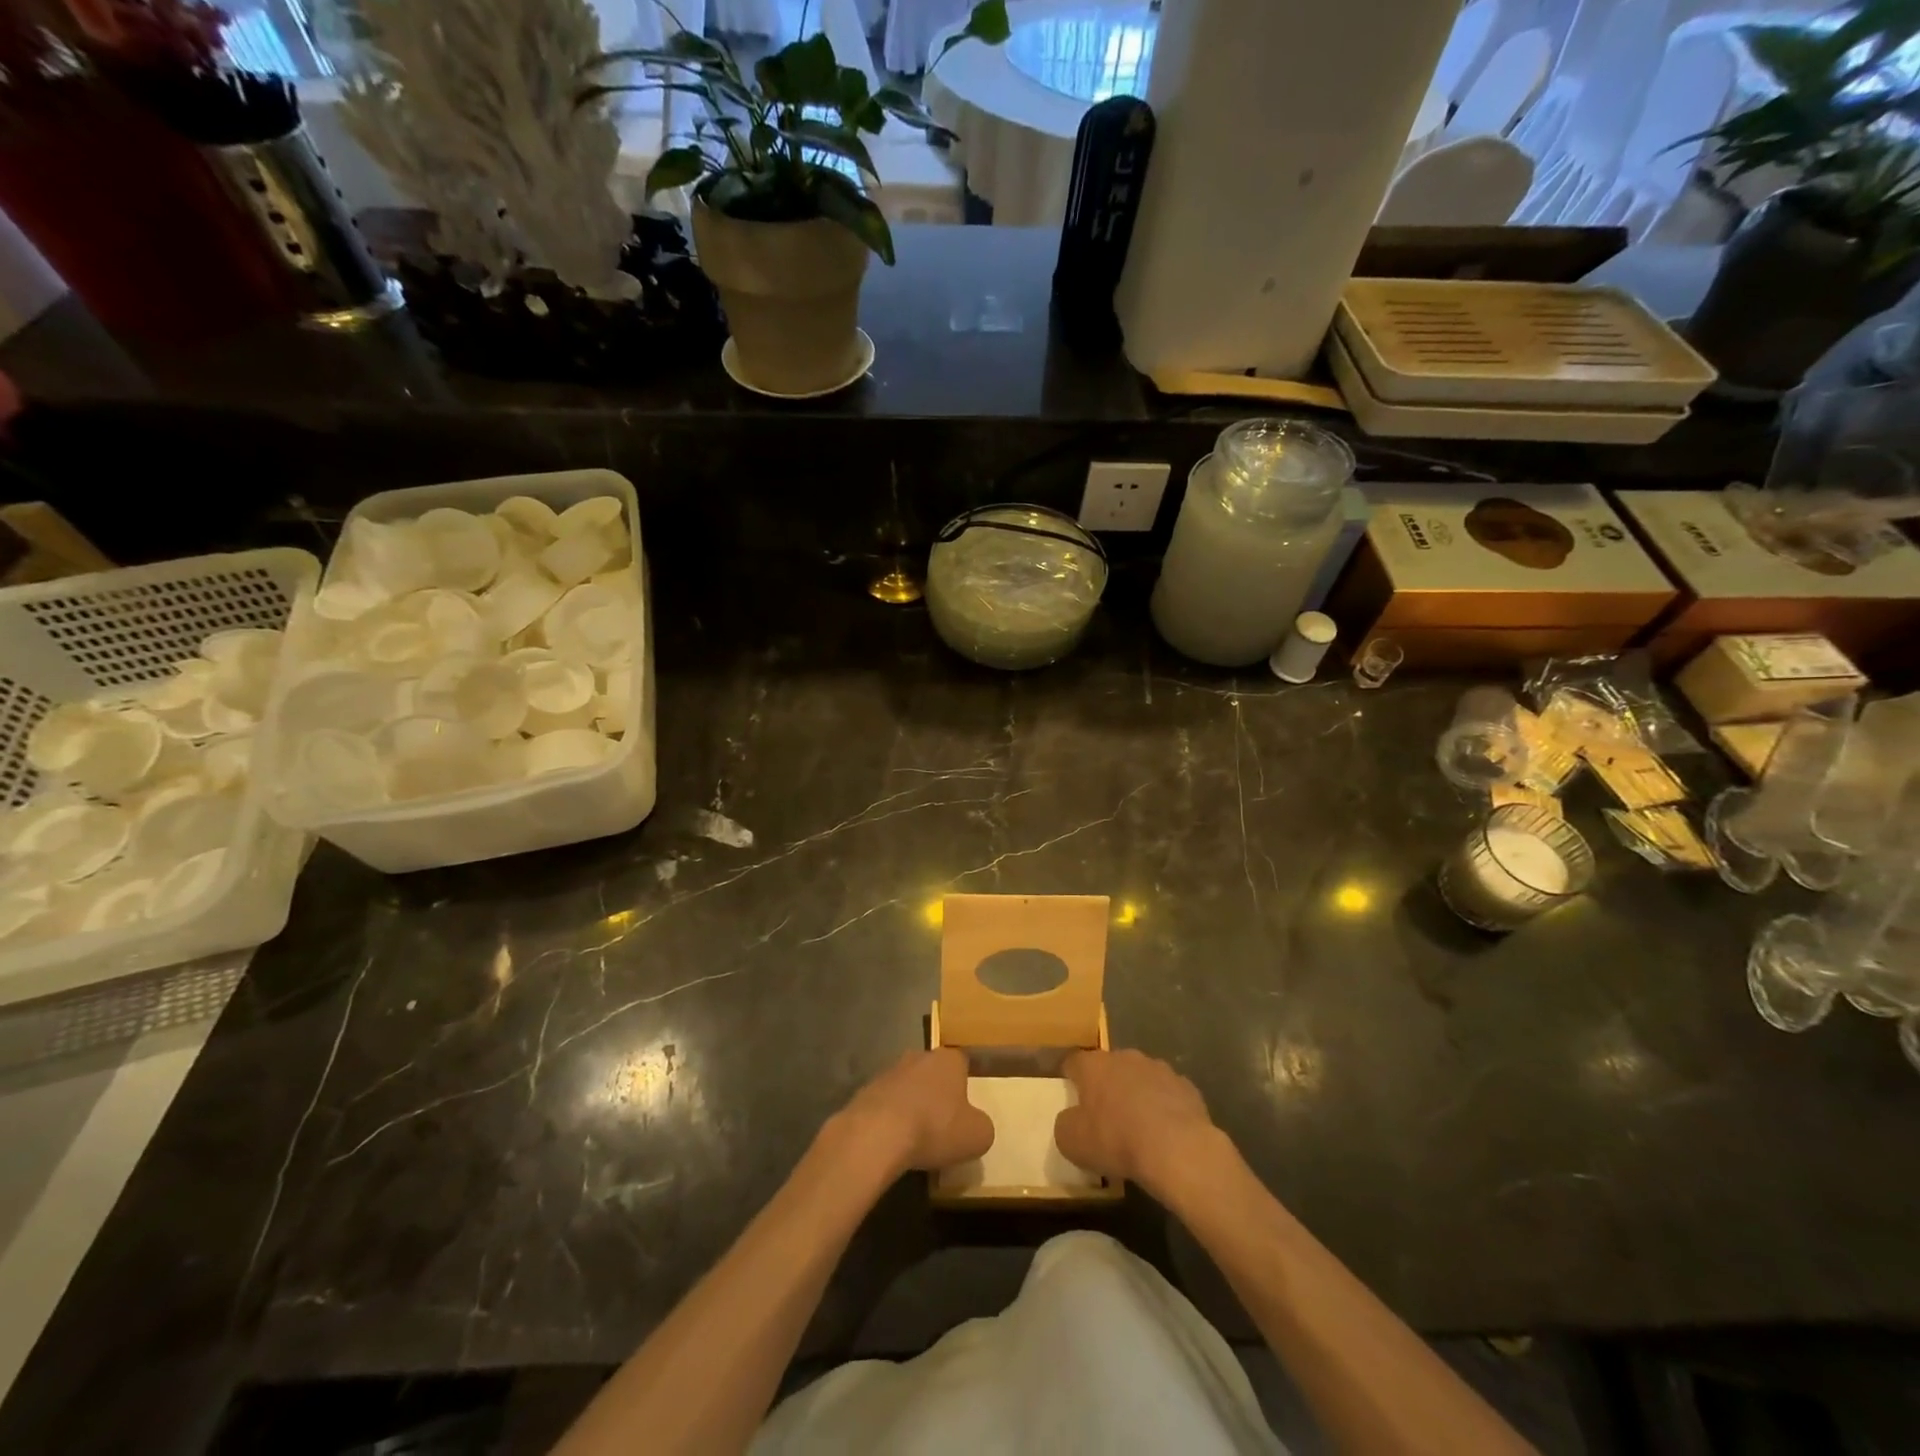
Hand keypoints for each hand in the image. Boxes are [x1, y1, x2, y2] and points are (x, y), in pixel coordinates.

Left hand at [836, 1049, 993, 1177]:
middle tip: (941, 1123)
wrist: (877, 1133)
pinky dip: (890, 1118)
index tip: (965, 1109)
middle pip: (933, 1072)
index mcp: (948, 1059)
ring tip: (915, 1137)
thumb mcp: (977, 1136)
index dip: (965, 1085)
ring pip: (907, 1086)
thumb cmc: (935, 1128)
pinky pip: (885, 1104)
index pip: (962, 1063)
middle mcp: (918, 1056)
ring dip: (911, 1105)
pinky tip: (892, 1142)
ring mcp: (888, 1071)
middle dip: (936, 1093)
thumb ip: (982, 1126)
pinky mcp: (865, 1091)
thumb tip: (976, 1126)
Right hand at [1055, 1049, 1220, 1195]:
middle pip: (1109, 1067)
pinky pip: (1168, 1094)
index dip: (1070, 1078)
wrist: (1177, 1149)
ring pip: (1140, 1078)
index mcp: (1094, 1065)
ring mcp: (1159, 1069)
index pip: (1073, 1062)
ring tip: (1138, 1127)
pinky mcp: (1187, 1087)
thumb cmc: (1116, 1140)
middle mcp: (1125, 1057)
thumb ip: (1065, 1124)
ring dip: (1136, 1095)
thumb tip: (1070, 1119)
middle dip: (1106, 1086)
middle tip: (1104, 1116)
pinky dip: (1163, 1108)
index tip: (1070, 1096)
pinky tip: (1165, 1133)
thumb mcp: (1072, 1142)